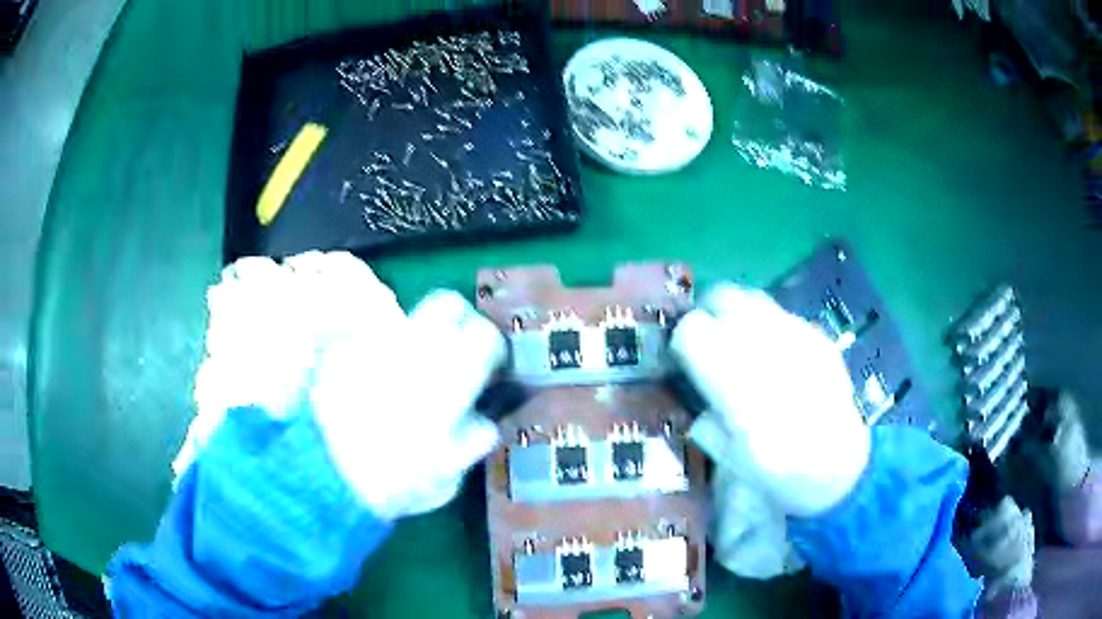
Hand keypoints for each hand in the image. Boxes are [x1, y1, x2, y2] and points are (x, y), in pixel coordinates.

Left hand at [180, 251, 504, 520]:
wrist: (320, 478)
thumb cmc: (388, 483)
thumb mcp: (445, 476)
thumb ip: (471, 440)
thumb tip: (479, 418)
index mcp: (445, 381)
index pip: (484, 336)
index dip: (492, 345)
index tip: (488, 362)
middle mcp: (411, 349)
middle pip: (447, 304)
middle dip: (459, 321)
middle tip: (454, 349)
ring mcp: (373, 344)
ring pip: (407, 318)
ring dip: (416, 338)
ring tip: (405, 372)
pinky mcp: (341, 348)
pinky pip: (368, 336)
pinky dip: (377, 351)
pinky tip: (368, 382)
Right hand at [670, 284, 869, 517]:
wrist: (842, 469)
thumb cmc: (782, 476)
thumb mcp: (730, 460)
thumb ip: (706, 419)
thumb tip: (696, 394)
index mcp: (742, 388)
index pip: (694, 331)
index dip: (680, 342)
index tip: (682, 361)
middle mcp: (771, 350)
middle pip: (722, 298)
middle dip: (705, 316)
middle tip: (705, 345)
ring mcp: (800, 337)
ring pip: (751, 298)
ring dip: (734, 315)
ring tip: (736, 345)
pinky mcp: (818, 336)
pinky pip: (778, 313)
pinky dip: (763, 325)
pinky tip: (771, 355)